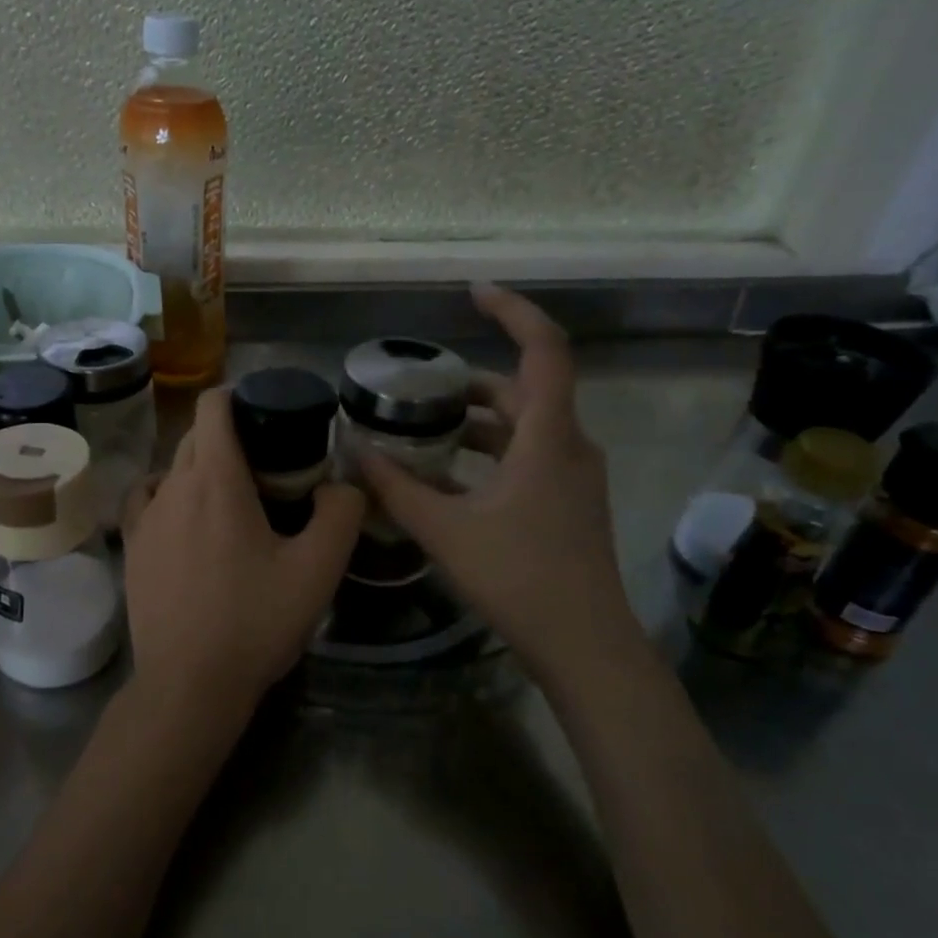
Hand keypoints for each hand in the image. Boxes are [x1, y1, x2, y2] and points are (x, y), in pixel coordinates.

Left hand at [121, 389, 363, 739]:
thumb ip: (341, 513)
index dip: (239, 396)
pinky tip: (187, 521)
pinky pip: (147, 499)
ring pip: (172, 469)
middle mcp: (172, 487)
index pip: (214, 406)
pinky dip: (169, 494)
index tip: (267, 414)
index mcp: (216, 480)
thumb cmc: (255, 622)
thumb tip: (340, 485)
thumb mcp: (318, 570)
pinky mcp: (132, 549)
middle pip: (196, 437)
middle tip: (268, 468)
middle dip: (230, 437)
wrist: (188, 685)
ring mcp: (145, 518)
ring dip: (201, 469)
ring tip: (231, 499)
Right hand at [360, 284, 639, 677]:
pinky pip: (529, 456)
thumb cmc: (519, 578)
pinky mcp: (569, 502)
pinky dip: (491, 451)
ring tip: (427, 428)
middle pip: (526, 388)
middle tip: (422, 386)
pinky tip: (451, 476)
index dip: (512, 311)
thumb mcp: (445, 530)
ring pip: (526, 426)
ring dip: (480, 420)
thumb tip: (352, 451)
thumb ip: (396, 488)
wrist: (584, 644)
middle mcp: (569, 445)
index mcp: (547, 437)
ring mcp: (574, 475)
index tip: (473, 293)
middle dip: (474, 381)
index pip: (544, 349)